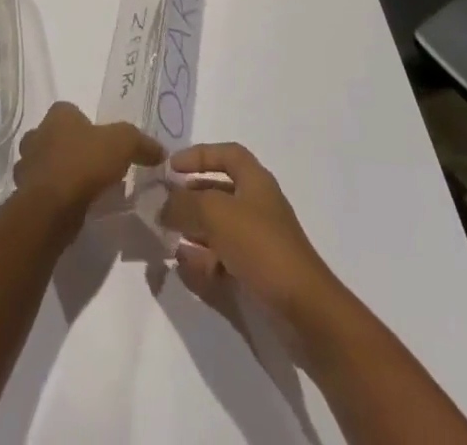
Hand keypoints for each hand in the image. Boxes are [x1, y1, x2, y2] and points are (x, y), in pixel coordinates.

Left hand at [13, 102, 163, 224]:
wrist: (51, 208)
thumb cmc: (84, 164)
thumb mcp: (123, 144)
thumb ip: (141, 143)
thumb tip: (160, 151)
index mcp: (58, 115)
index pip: (71, 112)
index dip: (87, 126)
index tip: (102, 145)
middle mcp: (37, 134)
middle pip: (56, 137)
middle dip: (71, 149)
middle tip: (93, 168)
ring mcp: (27, 165)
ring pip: (45, 164)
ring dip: (60, 173)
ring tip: (84, 190)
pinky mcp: (24, 194)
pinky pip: (42, 190)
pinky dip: (54, 196)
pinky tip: (72, 207)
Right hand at [160, 142, 342, 326]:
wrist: (304, 311)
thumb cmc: (261, 247)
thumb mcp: (216, 214)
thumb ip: (184, 204)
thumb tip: (162, 205)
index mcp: (255, 182)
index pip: (227, 155)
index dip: (199, 156)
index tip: (171, 167)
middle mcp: (257, 206)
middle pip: (219, 192)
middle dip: (190, 197)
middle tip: (161, 207)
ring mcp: (257, 243)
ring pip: (218, 229)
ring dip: (192, 231)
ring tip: (165, 238)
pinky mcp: (255, 276)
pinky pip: (222, 260)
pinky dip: (202, 261)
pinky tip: (182, 267)